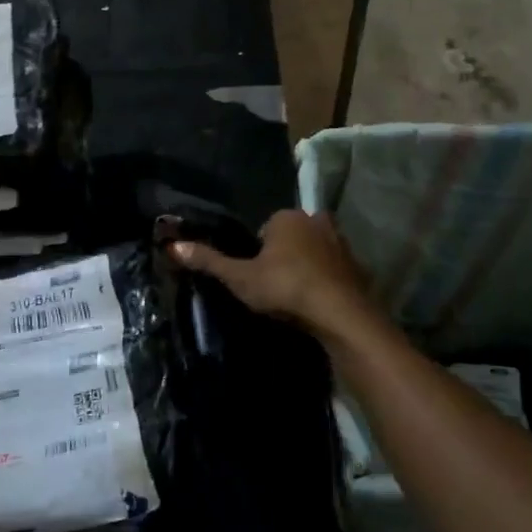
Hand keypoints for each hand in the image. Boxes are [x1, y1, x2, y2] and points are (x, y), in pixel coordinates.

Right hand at [170, 210, 378, 339]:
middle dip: (283, 256)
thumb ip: (209, 261)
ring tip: (295, 297)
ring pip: (314, 252)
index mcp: (286, 216)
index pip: (264, 229)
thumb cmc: (285, 288)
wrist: (340, 314)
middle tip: (274, 288)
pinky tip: (318, 303)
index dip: (257, 253)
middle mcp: (316, 220)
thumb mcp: (240, 278)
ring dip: (306, 268)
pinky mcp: (358, 266)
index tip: (255, 278)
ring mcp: (341, 242)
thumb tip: (173, 245)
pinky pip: (334, 270)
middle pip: (291, 237)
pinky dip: (326, 281)